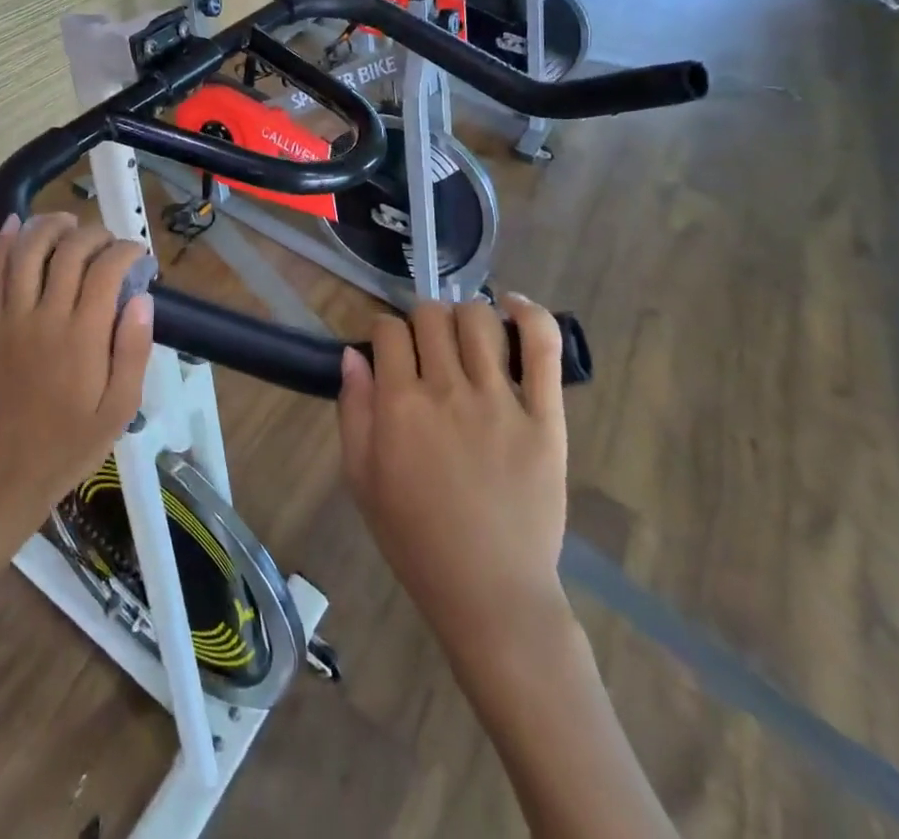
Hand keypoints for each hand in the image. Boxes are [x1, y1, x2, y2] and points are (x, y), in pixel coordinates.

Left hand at [0, 213, 154, 520]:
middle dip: (95, 234)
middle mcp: (46, 316)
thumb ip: (134, 352)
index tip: (139, 255)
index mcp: (83, 336)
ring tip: (70, 223)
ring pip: (28, 251)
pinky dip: (2, 244)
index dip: (126, 251)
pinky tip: (16, 224)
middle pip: (70, 251)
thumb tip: (144, 299)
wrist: (8, 470)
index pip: (106, 270)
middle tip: (110, 243)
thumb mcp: (121, 408)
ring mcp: (12, 317)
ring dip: (50, 226)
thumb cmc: (71, 442)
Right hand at [338, 294, 569, 647]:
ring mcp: (500, 400)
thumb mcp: (361, 478)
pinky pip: (542, 347)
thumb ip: (353, 410)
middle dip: (420, 321)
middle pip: (431, 316)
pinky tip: (512, 307)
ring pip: (478, 320)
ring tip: (464, 337)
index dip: (384, 332)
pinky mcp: (545, 416)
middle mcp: (448, 390)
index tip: (389, 351)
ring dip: (464, 317)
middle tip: (425, 348)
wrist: (490, 592)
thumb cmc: (415, 538)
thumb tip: (353, 355)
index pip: (388, 331)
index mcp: (400, 405)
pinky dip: (529, 314)